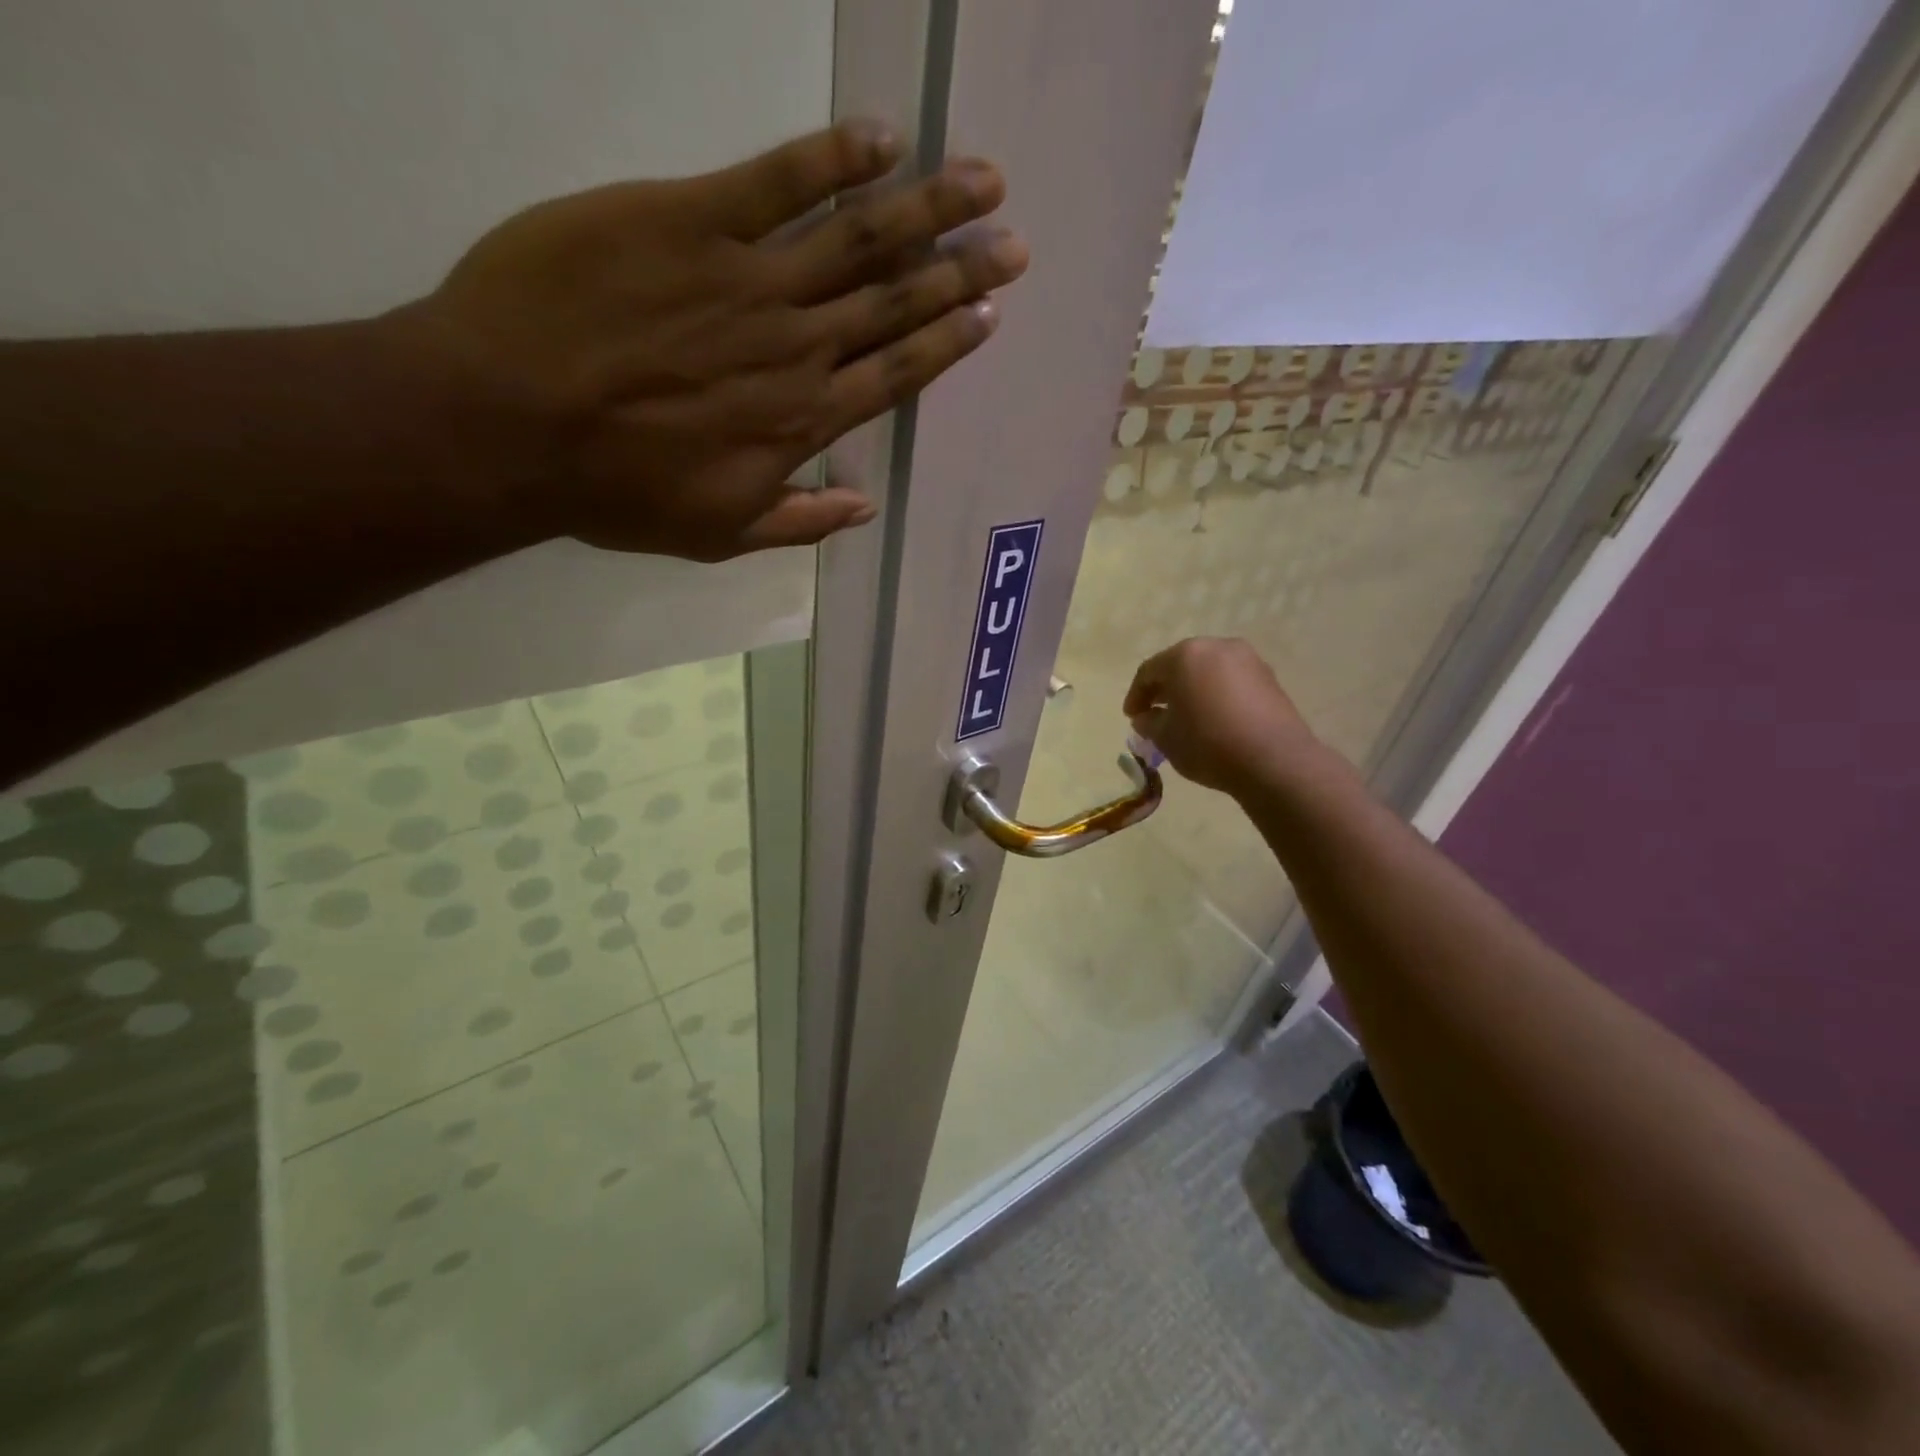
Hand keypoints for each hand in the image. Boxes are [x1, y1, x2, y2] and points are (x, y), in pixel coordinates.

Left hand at [392, 119, 1027, 560]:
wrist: (509, 424)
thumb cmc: (615, 490)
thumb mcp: (718, 534)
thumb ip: (799, 520)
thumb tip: (865, 510)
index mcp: (801, 423)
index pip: (894, 375)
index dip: (946, 342)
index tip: (989, 313)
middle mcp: (795, 349)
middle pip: (893, 303)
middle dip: (959, 271)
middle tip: (1012, 243)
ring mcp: (749, 280)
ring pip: (859, 239)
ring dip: (926, 207)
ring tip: (981, 181)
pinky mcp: (691, 219)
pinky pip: (777, 180)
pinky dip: (834, 158)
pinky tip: (881, 139)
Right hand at [1123, 637, 1327, 794]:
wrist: (1274, 760)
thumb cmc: (1208, 744)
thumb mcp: (1166, 738)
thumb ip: (1149, 723)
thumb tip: (1146, 717)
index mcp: (1185, 655)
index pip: (1149, 671)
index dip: (1136, 695)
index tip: (1131, 717)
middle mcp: (1217, 647)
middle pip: (1180, 665)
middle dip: (1165, 689)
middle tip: (1155, 713)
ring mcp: (1248, 660)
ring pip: (1208, 671)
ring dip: (1192, 691)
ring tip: (1186, 718)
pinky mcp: (1269, 678)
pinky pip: (1231, 682)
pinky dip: (1217, 695)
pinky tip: (1214, 719)